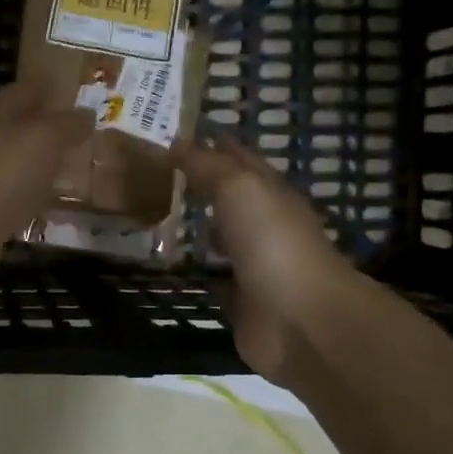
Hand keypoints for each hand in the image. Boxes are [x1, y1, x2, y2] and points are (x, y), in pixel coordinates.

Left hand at [0, 82, 94, 306]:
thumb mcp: (41, 139)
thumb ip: (64, 126)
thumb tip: (86, 113)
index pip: (22, 92)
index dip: (45, 88)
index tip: (69, 88)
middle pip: (15, 131)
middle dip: (43, 131)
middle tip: (80, 135)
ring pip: (13, 170)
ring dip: (36, 170)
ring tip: (70, 173)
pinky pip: (10, 206)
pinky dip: (28, 206)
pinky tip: (46, 213)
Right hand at [174, 138, 361, 383]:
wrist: (301, 320)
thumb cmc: (272, 242)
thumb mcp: (239, 188)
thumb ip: (207, 165)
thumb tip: (175, 143)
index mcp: (270, 193)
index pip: (238, 158)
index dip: (211, 144)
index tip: (174, 133)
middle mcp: (264, 225)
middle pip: (228, 198)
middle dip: (197, 185)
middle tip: (151, 175)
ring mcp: (254, 265)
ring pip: (219, 238)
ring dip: (195, 228)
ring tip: (152, 216)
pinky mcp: (241, 302)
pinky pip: (212, 278)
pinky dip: (194, 271)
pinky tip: (166, 265)